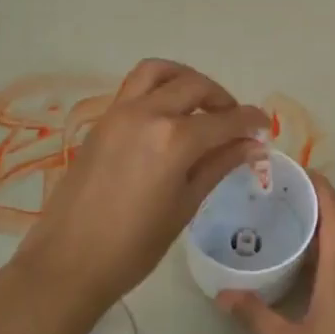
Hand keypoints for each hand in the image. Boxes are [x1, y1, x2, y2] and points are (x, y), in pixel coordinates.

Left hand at [14, 59, 268, 315]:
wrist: (69, 260)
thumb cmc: (134, 245)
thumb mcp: (185, 205)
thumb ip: (218, 166)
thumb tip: (253, 146)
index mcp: (174, 139)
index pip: (225, 119)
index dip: (250, 120)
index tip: (265, 126)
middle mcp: (147, 114)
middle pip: (193, 85)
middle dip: (221, 98)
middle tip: (233, 120)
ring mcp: (118, 113)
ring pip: (157, 72)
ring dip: (185, 80)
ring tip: (199, 105)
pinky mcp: (100, 122)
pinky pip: (135, 89)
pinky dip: (158, 90)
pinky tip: (168, 119)